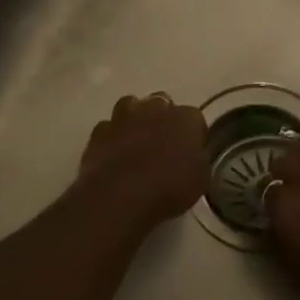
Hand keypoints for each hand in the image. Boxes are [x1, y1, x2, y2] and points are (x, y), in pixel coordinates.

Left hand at [77, 93, 207, 228]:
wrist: (120, 196)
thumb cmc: (168, 188)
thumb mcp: (199, 180)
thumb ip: (197, 160)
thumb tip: (193, 156)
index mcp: (185, 118)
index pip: (194, 118)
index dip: (192, 135)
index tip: (190, 151)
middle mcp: (155, 108)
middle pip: (162, 104)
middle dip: (163, 119)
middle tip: (163, 144)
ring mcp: (124, 116)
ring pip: (131, 106)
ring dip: (135, 119)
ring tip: (136, 142)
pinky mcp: (99, 131)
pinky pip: (108, 127)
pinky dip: (112, 137)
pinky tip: (113, 154)